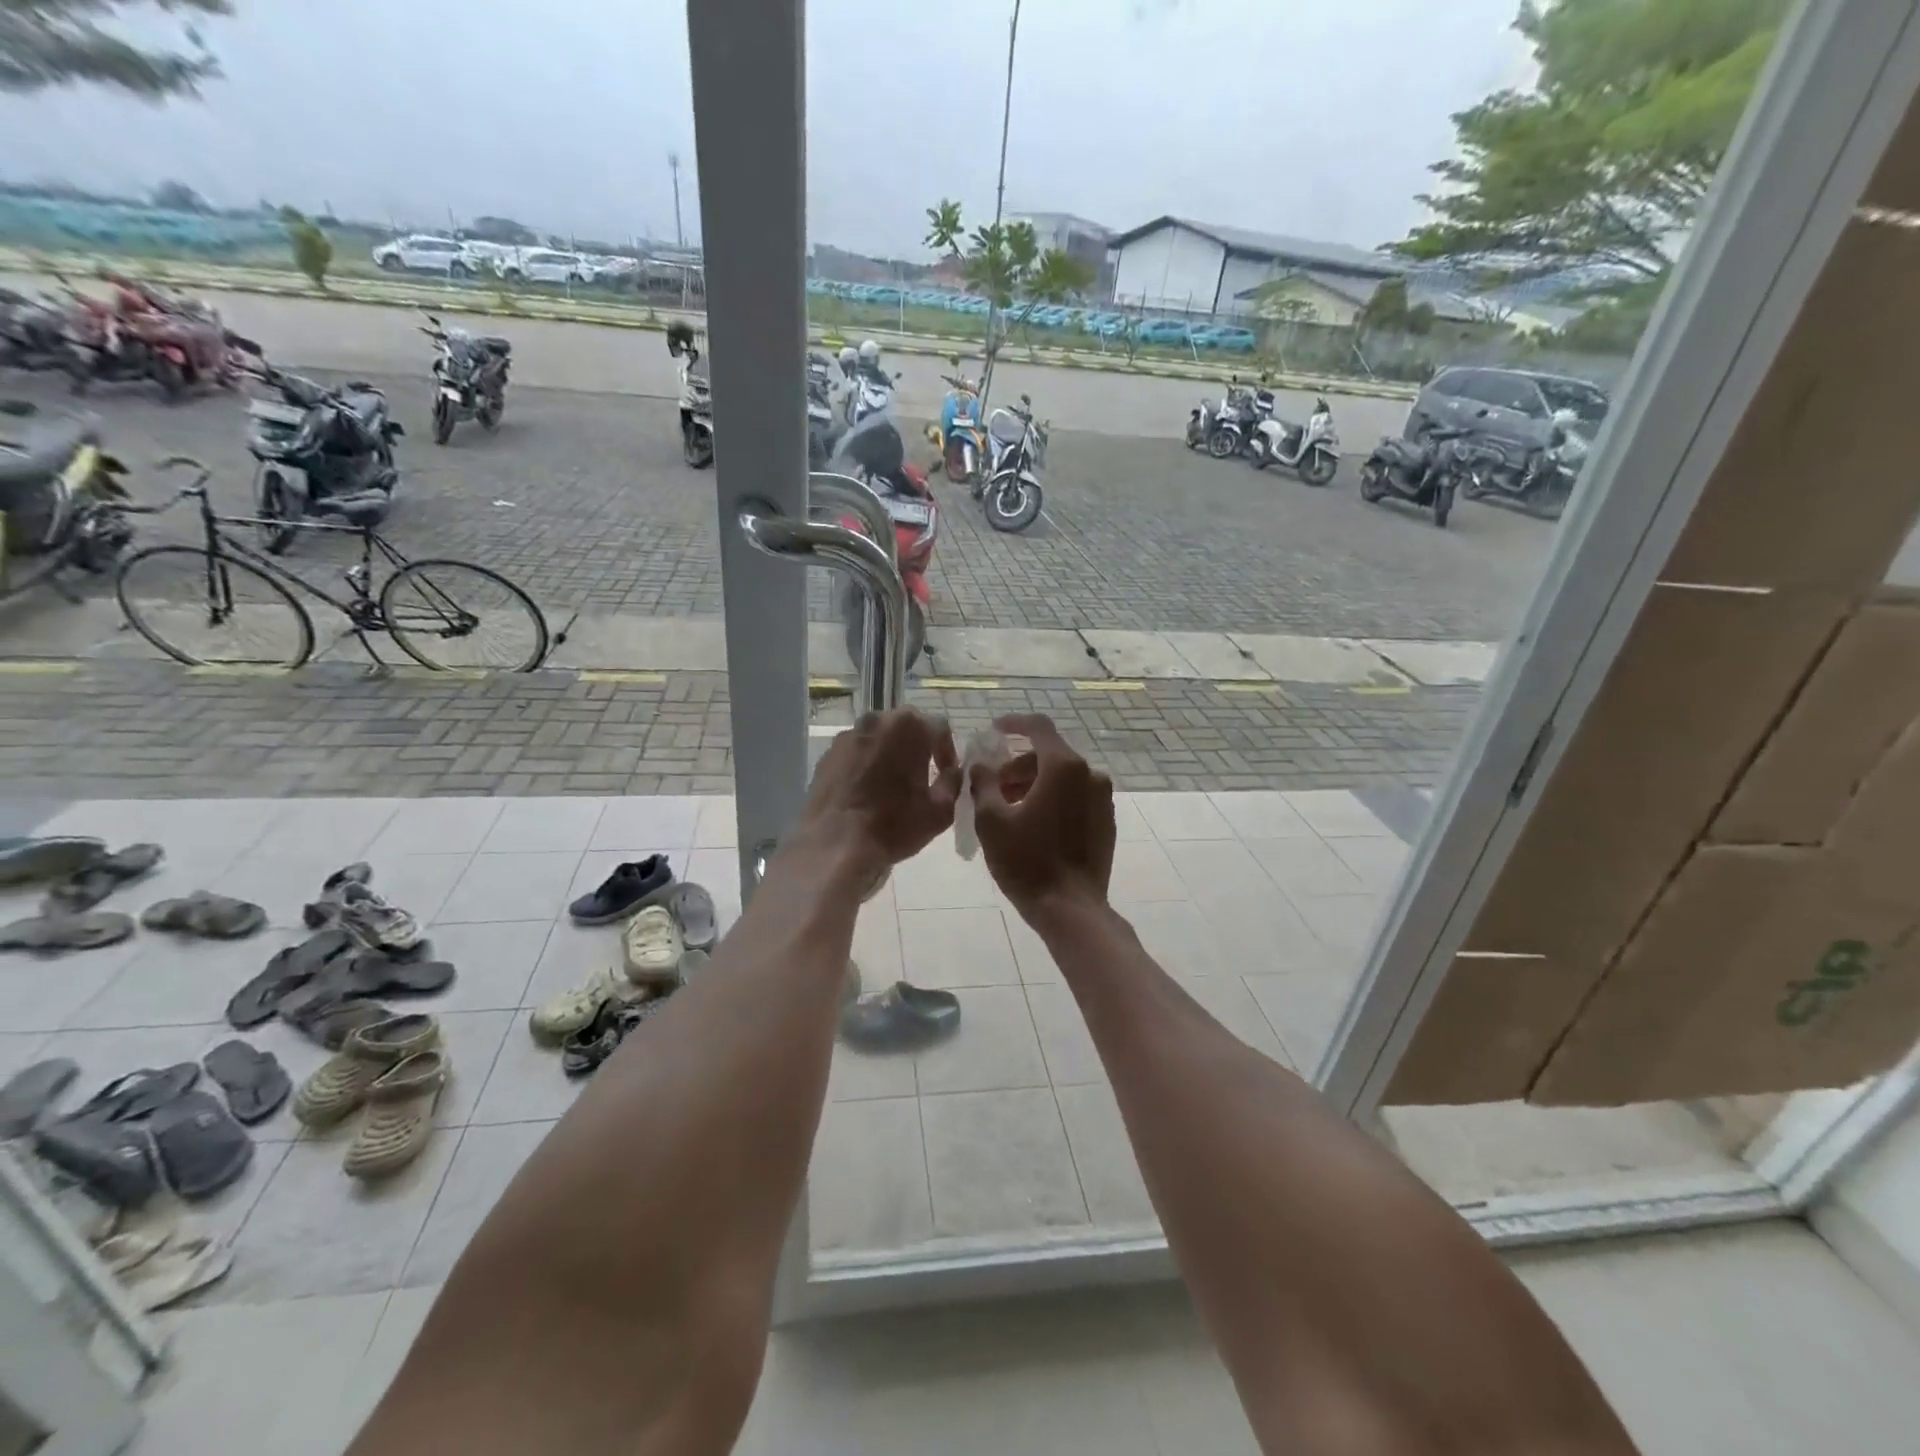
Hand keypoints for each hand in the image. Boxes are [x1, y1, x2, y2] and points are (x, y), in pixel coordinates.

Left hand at [798, 709, 959, 876]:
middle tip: (921, 774)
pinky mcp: (827, 754)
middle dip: (917, 746)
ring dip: (889, 752)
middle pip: (906, 726)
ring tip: (892, 781)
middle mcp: (877, 721)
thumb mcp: (941, 810)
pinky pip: (855, 752)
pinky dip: (865, 763)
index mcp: (910, 727)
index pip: (939, 728)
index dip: (947, 751)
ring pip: (878, 737)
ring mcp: (848, 736)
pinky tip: (866, 789)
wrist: (835, 844)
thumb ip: (953, 782)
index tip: (946, 773)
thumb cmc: (895, 825)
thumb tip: (952, 772)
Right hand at [970, 714, 1114, 916]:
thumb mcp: (991, 820)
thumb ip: (983, 782)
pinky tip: (1033, 823)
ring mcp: (1103, 798)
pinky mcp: (1107, 820)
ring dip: (1034, 783)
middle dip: (1017, 765)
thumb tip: (982, 764)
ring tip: (1008, 808)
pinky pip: (1075, 797)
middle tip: (992, 787)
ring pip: (1063, 777)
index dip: (1013, 723)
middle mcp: (1090, 774)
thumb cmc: (1026, 862)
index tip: (992, 731)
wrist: (1070, 909)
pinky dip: (1053, 799)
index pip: (1038, 727)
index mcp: (1063, 767)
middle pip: (1049, 755)